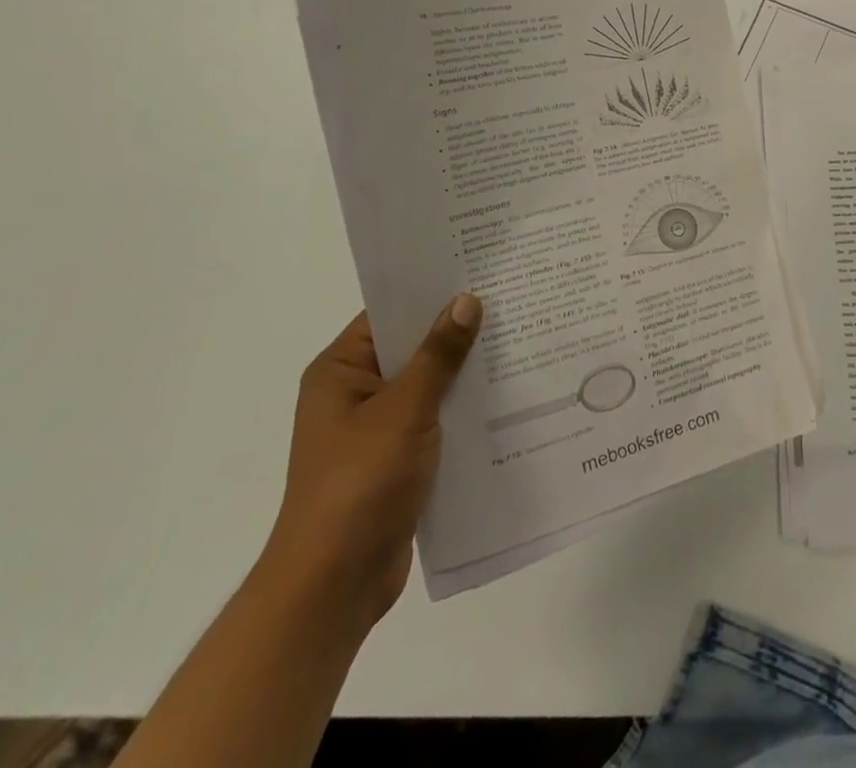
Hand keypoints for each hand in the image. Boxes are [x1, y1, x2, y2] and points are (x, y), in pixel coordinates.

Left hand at [259, 297, 481, 635]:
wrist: (334, 585)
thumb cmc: (359, 484)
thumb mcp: (404, 410)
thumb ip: (438, 355)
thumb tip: (467, 300)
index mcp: (341, 371)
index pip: (390, 313)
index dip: (432, 292)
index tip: (480, 270)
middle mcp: (355, 392)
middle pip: (413, 347)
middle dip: (458, 330)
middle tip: (512, 299)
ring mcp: (376, 428)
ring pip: (429, 384)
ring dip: (466, 371)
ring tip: (521, 339)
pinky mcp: (398, 458)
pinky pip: (436, 417)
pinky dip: (463, 407)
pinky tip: (507, 394)